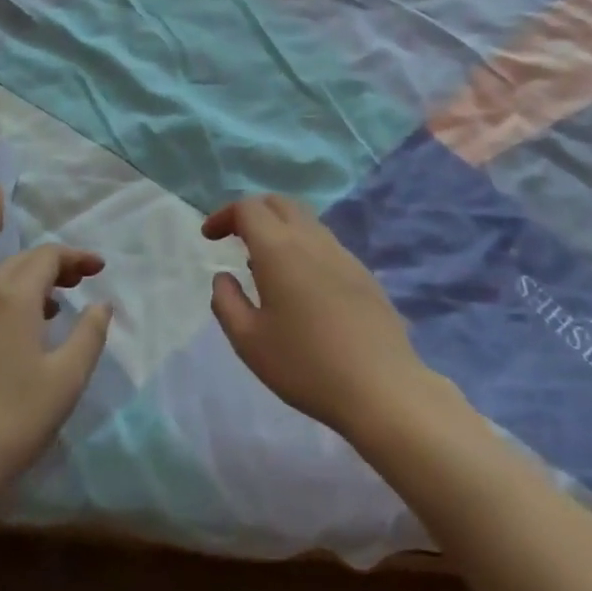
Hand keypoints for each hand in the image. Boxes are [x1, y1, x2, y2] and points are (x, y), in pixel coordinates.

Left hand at [0, 246, 112, 506]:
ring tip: (50, 308)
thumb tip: (101, 304)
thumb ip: (89, 335)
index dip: (76, 256)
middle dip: (51, 264)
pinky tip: (11, 342)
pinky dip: (2, 306)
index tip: (99, 269)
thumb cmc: (10, 422)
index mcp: (12, 299)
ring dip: (25, 284)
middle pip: (18, 262)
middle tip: (78, 281)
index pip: (46, 256)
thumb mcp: (66, 381)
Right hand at [203, 195, 439, 440]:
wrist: (381, 386)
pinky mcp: (362, 273)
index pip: (248, 208)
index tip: (210, 238)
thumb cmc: (306, 364)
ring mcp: (342, 253)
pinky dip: (302, 246)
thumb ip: (226, 302)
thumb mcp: (249, 341)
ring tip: (264, 264)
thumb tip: (223, 277)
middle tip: (235, 238)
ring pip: (305, 221)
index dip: (224, 215)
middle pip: (279, 203)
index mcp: (279, 248)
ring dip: (279, 228)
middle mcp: (311, 239)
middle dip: (252, 212)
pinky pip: (324, 243)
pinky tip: (300, 285)